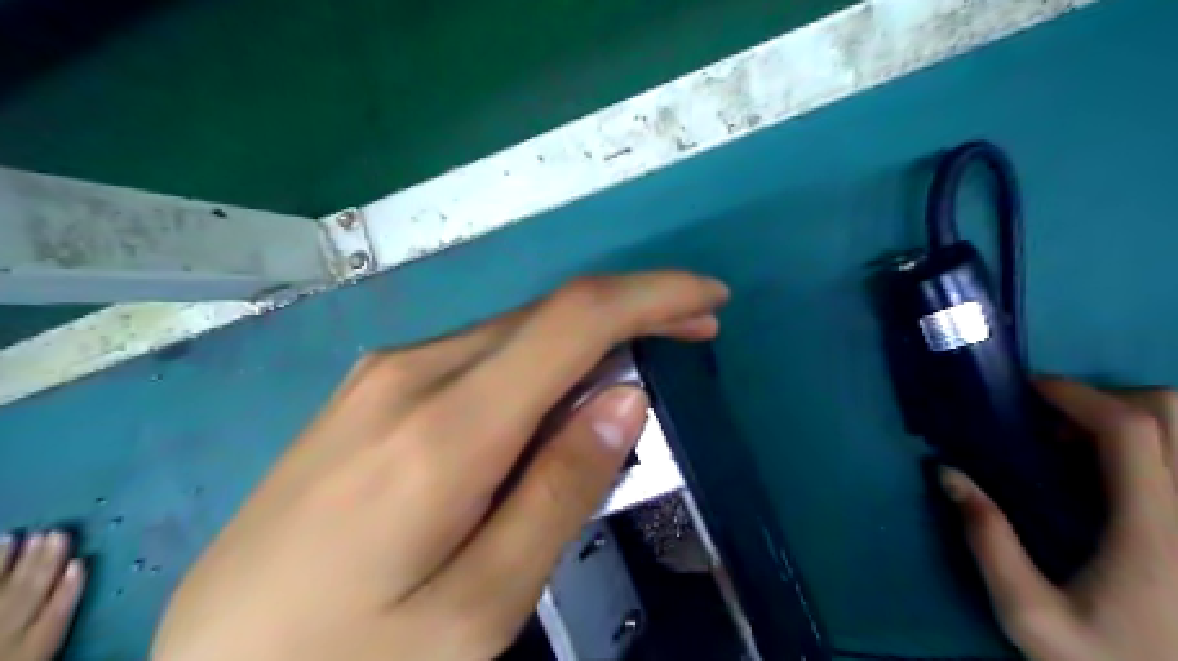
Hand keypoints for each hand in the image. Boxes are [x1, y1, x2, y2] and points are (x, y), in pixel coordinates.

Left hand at [152, 270, 732, 659]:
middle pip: (549, 315)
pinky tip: (555, 393)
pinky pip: (479, 352)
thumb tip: (625, 397)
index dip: (653, 294)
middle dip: (633, 311)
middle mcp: (414, 371)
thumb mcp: (477, 606)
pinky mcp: (371, 388)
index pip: (575, 319)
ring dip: (586, 336)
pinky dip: (539, 356)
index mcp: (447, 425)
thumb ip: (559, 489)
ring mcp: (384, 373)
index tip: (710, 297)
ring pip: (515, 330)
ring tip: (633, 369)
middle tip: (691, 334)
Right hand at [944, 381, 1176, 659]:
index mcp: (1154, 532)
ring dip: (1132, 418)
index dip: (1077, 395)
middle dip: (1106, 398)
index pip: (1131, 430)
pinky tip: (1112, 471)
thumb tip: (948, 474)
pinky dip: (1149, 444)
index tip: (1028, 391)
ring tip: (1081, 444)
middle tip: (1053, 424)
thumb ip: (988, 541)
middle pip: (1172, 413)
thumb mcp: (1029, 614)